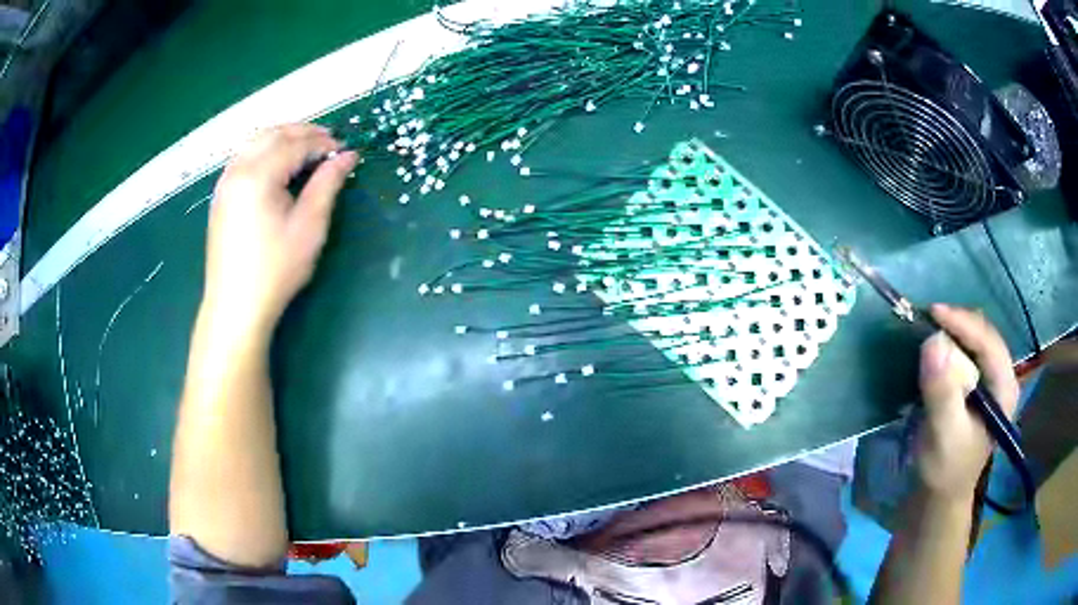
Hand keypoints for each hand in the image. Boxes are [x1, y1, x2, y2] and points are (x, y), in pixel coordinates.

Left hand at [201, 124, 358, 340]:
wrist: (235, 306)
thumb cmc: (275, 269)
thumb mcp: (309, 227)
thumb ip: (327, 184)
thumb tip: (348, 156)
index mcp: (258, 175)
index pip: (295, 144)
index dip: (323, 143)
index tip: (345, 150)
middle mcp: (237, 170)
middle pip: (273, 134)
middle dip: (303, 132)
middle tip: (329, 143)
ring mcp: (224, 182)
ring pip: (256, 142)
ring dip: (283, 138)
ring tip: (306, 150)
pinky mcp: (220, 195)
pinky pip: (244, 157)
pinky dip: (265, 151)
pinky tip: (278, 166)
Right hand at [915, 304, 1019, 501]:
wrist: (940, 495)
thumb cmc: (945, 469)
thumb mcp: (943, 435)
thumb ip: (942, 393)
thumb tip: (932, 342)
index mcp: (1004, 389)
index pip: (988, 341)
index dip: (963, 322)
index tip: (933, 312)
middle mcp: (1002, 377)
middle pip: (983, 335)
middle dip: (957, 324)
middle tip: (927, 320)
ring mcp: (990, 380)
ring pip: (974, 340)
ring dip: (952, 332)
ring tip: (929, 330)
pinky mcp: (976, 385)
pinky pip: (965, 352)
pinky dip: (949, 345)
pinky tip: (935, 349)